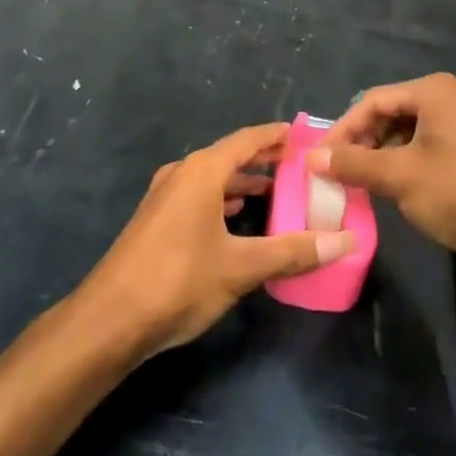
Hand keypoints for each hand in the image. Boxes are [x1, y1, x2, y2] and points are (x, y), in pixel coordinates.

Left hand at [79, 122, 357, 356]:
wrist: (109, 320)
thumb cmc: (179, 281)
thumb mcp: (242, 267)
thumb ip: (293, 252)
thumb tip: (346, 241)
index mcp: (202, 171)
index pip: (247, 140)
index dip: (275, 136)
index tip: (302, 134)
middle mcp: (182, 174)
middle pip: (229, 156)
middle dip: (262, 159)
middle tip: (297, 164)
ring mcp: (164, 196)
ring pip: (211, 177)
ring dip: (241, 180)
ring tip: (273, 190)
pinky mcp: (155, 220)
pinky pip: (197, 195)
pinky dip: (221, 198)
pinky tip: (234, 216)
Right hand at [312, 74, 455, 268]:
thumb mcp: (399, 177)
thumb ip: (353, 164)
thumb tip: (311, 159)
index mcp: (433, 91)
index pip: (373, 101)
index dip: (343, 130)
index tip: (319, 157)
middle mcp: (447, 99)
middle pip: (388, 115)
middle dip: (360, 143)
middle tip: (334, 170)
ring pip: (403, 134)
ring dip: (377, 156)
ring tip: (354, 181)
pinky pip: (421, 149)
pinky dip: (399, 165)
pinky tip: (384, 187)